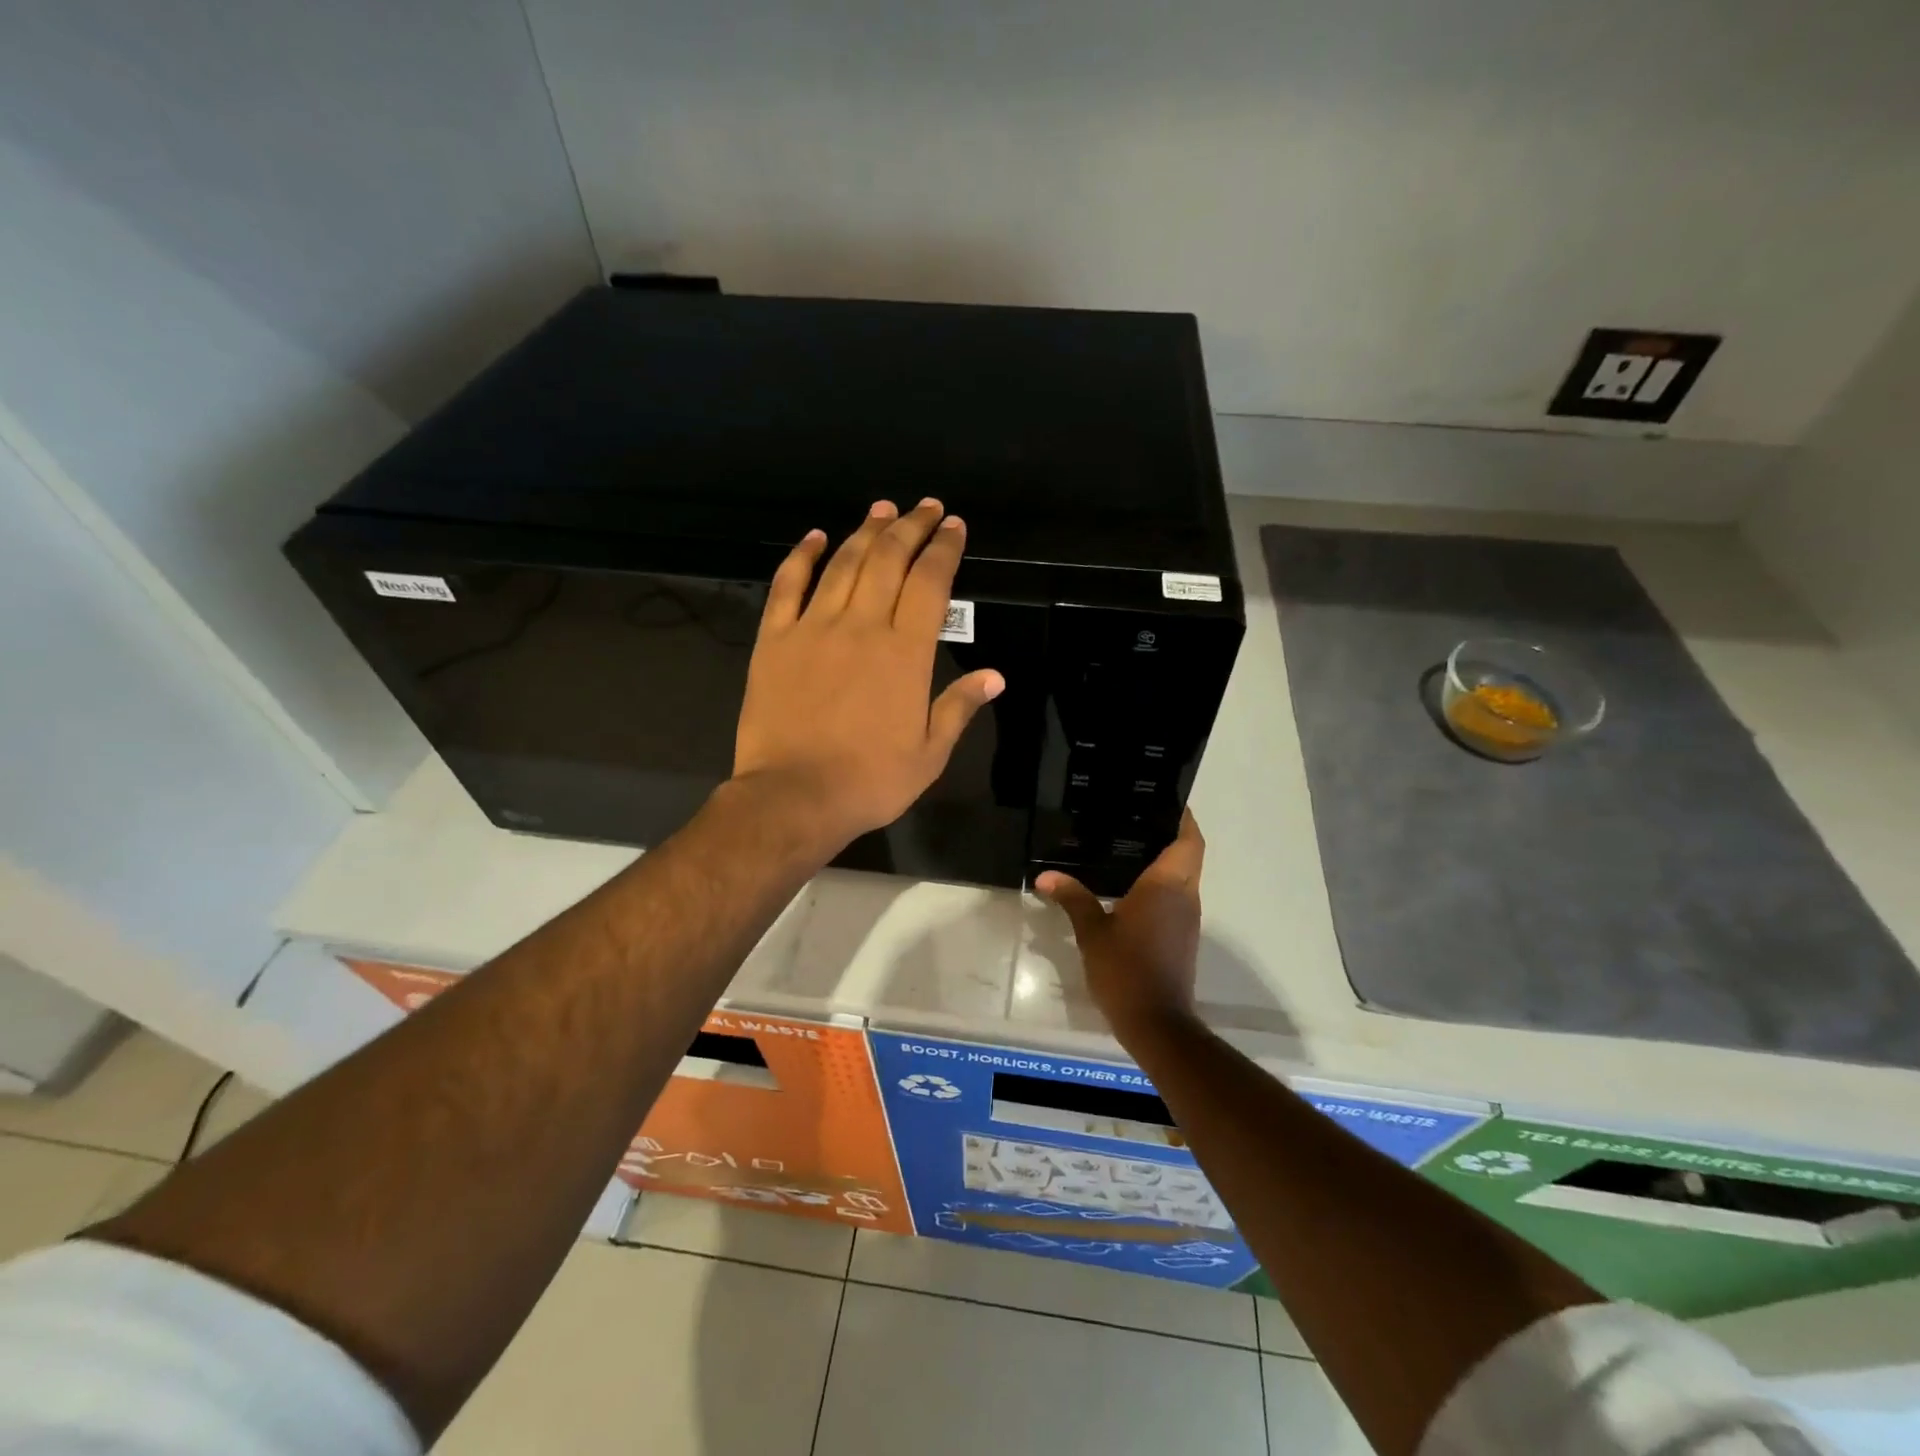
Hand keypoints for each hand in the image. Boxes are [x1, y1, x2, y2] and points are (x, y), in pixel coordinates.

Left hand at [732, 499, 1004, 852]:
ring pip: (844, 563)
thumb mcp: (930, 753)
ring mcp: (814, 628)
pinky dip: (802, 556)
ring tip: (883, 509)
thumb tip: (995, 676)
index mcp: (906, 652)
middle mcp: (863, 626)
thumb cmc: (870, 781)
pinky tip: (815, 536)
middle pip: (889, 559)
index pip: (931, 583)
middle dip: (911, 527)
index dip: (944, 548)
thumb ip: (960, 707)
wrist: (794, 797)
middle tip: (925, 507)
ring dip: (866, 531)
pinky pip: (787, 585)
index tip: (954, 526)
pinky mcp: (775, 639)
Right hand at [1036, 811, 1205, 1038]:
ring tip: (1126, 846)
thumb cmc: (1126, 969)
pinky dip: (1160, 884)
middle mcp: (1185, 896)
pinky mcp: (1182, 936)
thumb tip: (1045, 876)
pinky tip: (1129, 887)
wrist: (1156, 1023)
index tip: (1165, 800)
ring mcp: (1187, 918)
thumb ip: (1072, 898)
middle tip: (1134, 819)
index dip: (1183, 818)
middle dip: (1169, 835)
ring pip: (1183, 877)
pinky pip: (1176, 897)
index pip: (1189, 840)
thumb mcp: (1092, 932)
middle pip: (1188, 855)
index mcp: (1167, 886)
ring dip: (1165, 860)